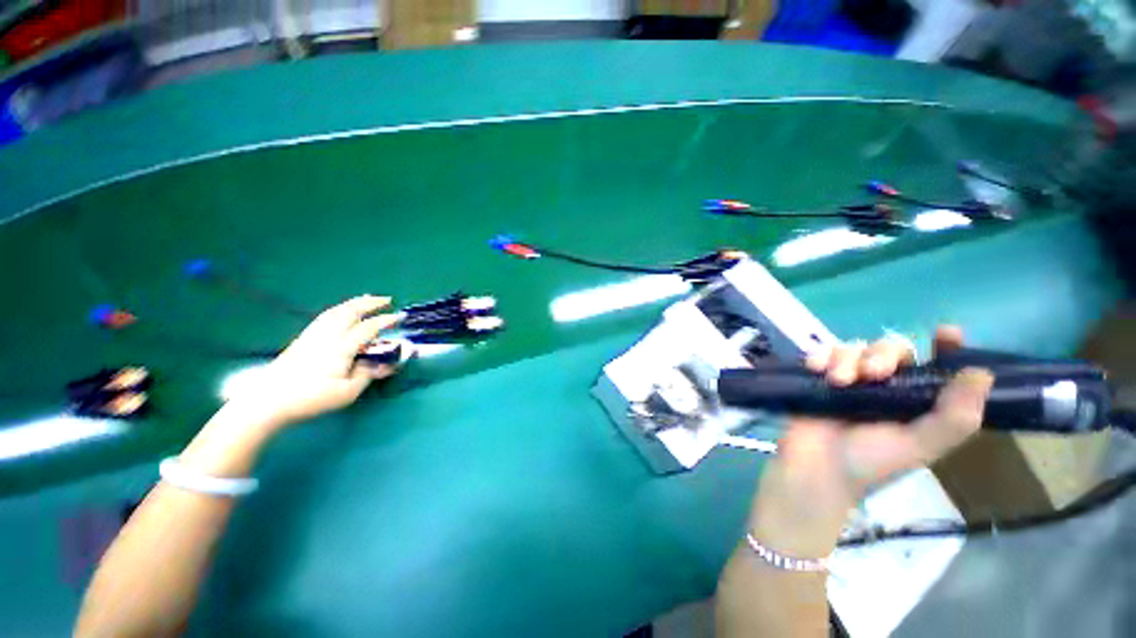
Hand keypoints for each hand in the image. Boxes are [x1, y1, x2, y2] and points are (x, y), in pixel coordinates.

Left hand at [228, 295, 401, 429]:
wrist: (267, 400)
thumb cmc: (311, 398)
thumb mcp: (347, 392)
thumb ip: (368, 375)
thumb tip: (385, 364)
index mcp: (341, 347)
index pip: (368, 328)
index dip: (385, 321)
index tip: (399, 317)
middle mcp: (328, 335)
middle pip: (350, 312)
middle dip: (370, 303)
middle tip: (387, 300)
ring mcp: (313, 335)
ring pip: (336, 311)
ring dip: (355, 303)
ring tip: (367, 299)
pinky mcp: (303, 339)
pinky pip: (326, 316)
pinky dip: (340, 309)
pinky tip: (342, 312)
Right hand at [751, 326, 993, 555]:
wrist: (816, 468)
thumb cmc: (871, 461)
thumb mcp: (920, 445)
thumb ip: (954, 418)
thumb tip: (982, 373)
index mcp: (916, 400)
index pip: (936, 366)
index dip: (945, 347)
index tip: (947, 333)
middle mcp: (886, 386)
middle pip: (890, 349)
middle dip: (882, 354)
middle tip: (873, 373)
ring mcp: (850, 380)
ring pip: (853, 348)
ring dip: (846, 358)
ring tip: (837, 380)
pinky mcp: (819, 378)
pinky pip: (822, 353)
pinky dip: (820, 356)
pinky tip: (816, 368)